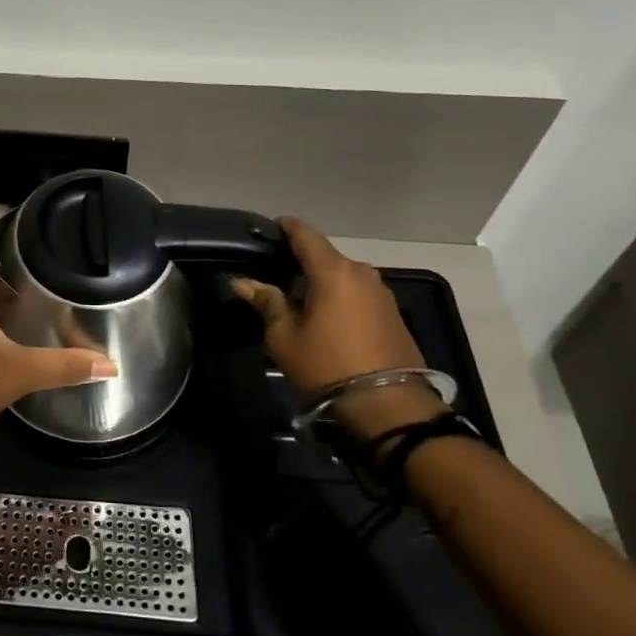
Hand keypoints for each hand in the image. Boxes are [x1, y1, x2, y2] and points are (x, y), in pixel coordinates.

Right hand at [232, 218, 444, 442]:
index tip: (266, 231)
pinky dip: (339, 298)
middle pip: (324, 256)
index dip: (284, 227)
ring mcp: (381, 293)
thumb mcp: (285, 337)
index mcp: (332, 270)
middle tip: (274, 274)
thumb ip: (266, 302)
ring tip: (297, 299)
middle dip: (300, 261)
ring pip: (342, 276)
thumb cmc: (327, 366)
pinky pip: (357, 294)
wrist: (391, 407)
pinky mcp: (393, 314)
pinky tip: (324, 317)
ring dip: (320, 282)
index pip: (304, 233)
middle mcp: (361, 272)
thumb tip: (242, 282)